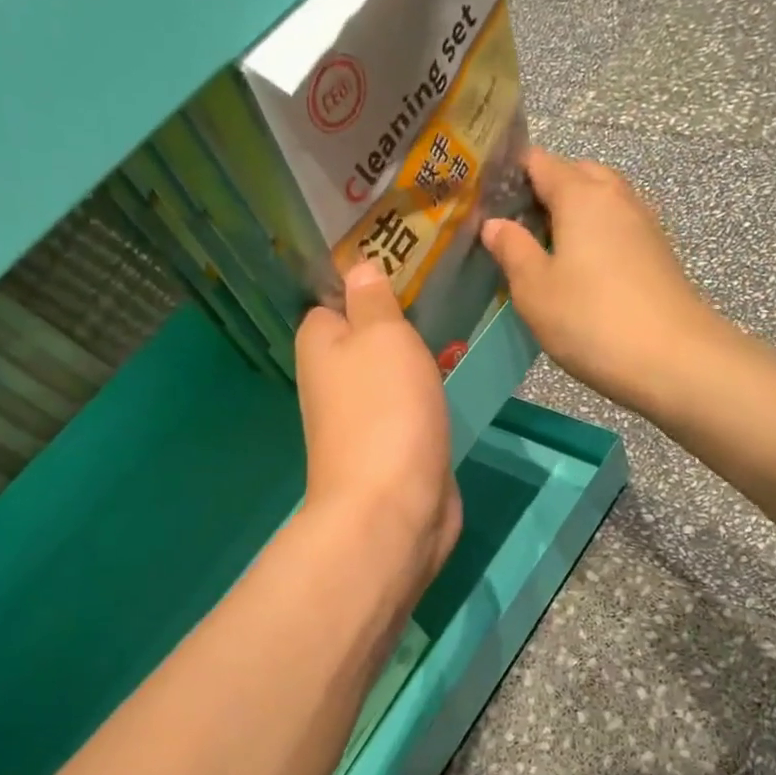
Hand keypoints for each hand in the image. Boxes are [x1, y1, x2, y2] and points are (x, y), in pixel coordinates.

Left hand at [295, 263, 461, 596]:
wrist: (394, 508)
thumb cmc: (385, 409)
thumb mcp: (382, 335)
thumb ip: (372, 300)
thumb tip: (357, 268)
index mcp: (319, 344)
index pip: (333, 299)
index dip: (365, 283)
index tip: (408, 266)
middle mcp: (332, 379)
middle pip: (365, 336)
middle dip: (399, 322)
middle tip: (444, 297)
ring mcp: (361, 417)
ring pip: (390, 373)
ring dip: (417, 360)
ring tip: (456, 330)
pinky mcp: (391, 446)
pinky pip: (408, 406)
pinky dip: (427, 395)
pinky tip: (452, 380)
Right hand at [482, 148, 725, 414]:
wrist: (673, 359)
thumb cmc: (591, 319)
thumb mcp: (534, 288)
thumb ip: (512, 249)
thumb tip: (495, 224)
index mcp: (581, 195)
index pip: (541, 162)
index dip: (511, 172)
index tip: (486, 196)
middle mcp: (616, 197)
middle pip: (577, 174)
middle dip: (545, 190)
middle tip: (515, 226)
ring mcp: (643, 224)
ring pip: (601, 201)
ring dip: (573, 214)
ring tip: (544, 249)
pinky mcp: (658, 253)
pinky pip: (617, 227)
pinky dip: (595, 235)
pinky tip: (580, 270)